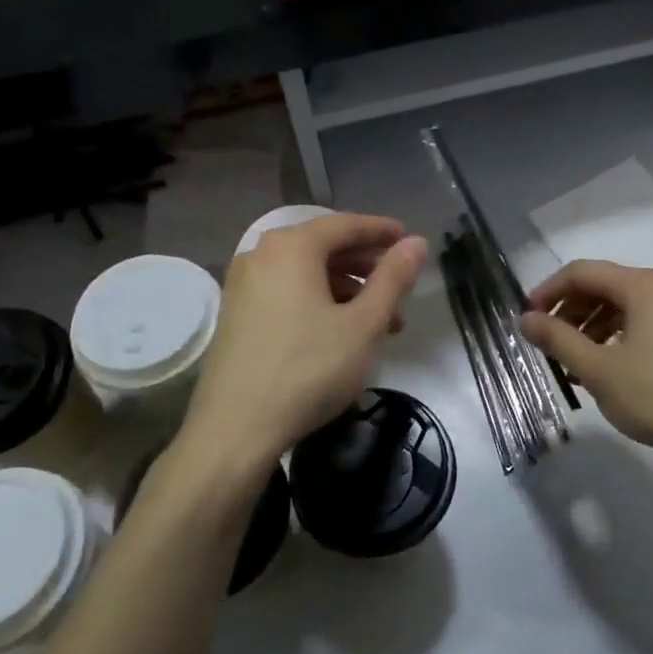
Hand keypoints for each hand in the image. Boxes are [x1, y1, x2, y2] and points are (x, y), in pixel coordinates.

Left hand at [178, 213, 427, 480]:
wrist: (236, 429)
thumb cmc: (308, 370)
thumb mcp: (363, 325)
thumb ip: (393, 279)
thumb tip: (417, 242)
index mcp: (292, 247)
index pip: (346, 224)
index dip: (382, 231)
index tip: (409, 240)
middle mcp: (261, 255)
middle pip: (324, 247)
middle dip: (367, 265)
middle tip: (400, 285)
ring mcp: (244, 285)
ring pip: (307, 274)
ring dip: (347, 289)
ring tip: (381, 322)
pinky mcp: (237, 314)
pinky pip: (287, 292)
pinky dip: (319, 302)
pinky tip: (342, 333)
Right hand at [521, 260, 652, 472]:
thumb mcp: (598, 369)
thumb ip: (557, 339)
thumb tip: (526, 319)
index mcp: (644, 286)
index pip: (582, 272)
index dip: (549, 291)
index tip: (528, 318)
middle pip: (605, 285)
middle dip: (570, 311)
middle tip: (548, 342)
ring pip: (625, 305)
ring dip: (592, 326)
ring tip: (573, 361)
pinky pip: (645, 321)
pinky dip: (618, 335)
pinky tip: (606, 367)